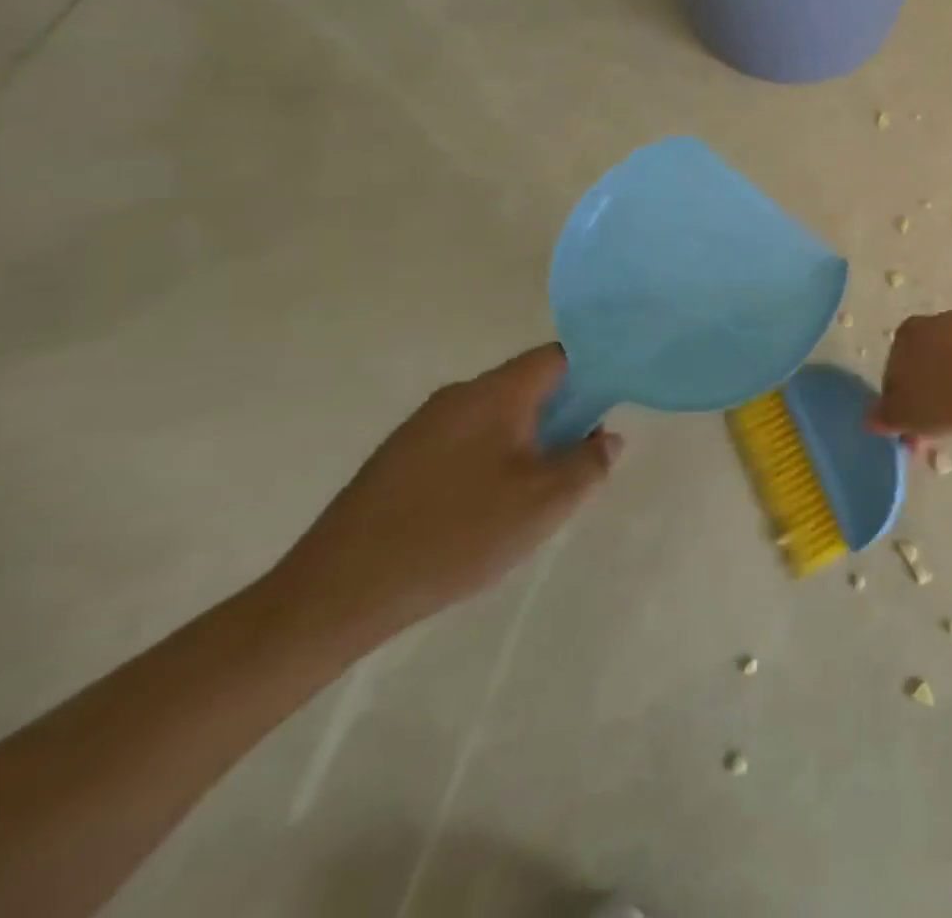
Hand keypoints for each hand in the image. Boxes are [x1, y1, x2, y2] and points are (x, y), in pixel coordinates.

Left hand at [266, 344, 619, 645]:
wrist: (336, 593)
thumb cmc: (456, 535)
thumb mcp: (545, 503)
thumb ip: (589, 462)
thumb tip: (607, 438)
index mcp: (495, 393)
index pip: (559, 357)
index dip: (594, 370)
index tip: (615, 401)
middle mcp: (458, 396)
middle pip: (528, 385)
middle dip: (565, 412)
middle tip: (584, 454)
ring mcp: (422, 427)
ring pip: (497, 415)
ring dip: (528, 438)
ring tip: (540, 487)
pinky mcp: (399, 459)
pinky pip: (465, 440)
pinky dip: (493, 457)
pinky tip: (489, 505)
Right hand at [872, 311, 951, 438]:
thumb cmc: (951, 398)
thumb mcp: (907, 416)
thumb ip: (884, 416)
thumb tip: (872, 418)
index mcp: (908, 333)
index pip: (892, 372)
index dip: (899, 405)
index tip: (911, 430)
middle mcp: (938, 320)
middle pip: (924, 365)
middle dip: (926, 397)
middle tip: (936, 431)